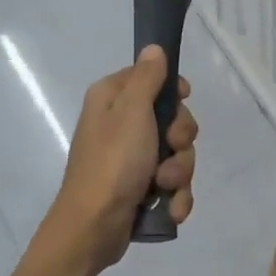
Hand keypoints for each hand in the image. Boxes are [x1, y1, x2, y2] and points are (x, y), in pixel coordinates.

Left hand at [40, 46, 197, 275]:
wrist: (93, 228)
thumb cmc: (112, 162)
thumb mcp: (131, 112)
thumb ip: (147, 78)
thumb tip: (153, 47)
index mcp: (112, 99)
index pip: (152, 78)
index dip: (173, 91)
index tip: (182, 101)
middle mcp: (120, 124)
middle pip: (172, 119)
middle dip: (180, 140)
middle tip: (170, 149)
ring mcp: (132, 159)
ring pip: (177, 154)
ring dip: (178, 173)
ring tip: (164, 188)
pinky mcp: (140, 188)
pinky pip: (172, 184)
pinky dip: (176, 197)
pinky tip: (171, 209)